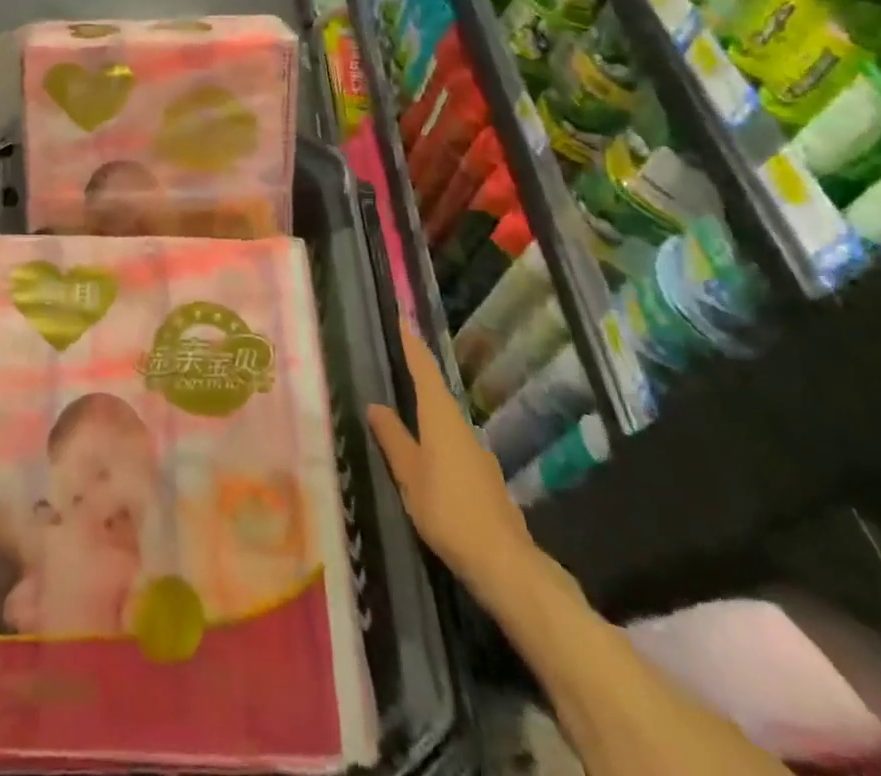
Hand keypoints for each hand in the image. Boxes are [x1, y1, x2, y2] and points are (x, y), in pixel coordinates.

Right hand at [367, 316, 535, 601]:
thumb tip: (375, 405)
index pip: (424, 370)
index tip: (403, 316)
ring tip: (402, 401)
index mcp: (441, 419)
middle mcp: (462, 428)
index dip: (412, 344)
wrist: (504, 564)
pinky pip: (452, 441)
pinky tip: (424, 449)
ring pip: (445, 419)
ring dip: (425, 405)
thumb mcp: (409, 475)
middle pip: (436, 391)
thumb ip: (393, 438)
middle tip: (395, 355)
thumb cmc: (448, 511)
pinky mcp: (483, 477)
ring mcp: (476, 453)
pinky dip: (435, 433)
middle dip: (417, 372)